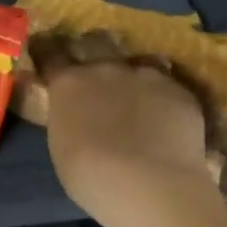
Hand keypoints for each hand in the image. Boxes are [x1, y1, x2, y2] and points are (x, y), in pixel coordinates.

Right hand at [34, 32, 221, 226]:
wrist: (150, 186)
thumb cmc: (91, 176)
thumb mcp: (61, 144)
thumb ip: (67, 117)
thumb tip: (73, 112)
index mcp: (68, 82)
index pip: (51, 53)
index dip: (48, 51)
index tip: (47, 52)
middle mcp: (104, 69)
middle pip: (96, 41)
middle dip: (94, 48)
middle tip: (97, 66)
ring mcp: (145, 76)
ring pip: (138, 61)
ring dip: (134, 73)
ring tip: (139, 94)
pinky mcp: (179, 92)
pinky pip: (168, 87)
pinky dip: (163, 99)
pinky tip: (168, 119)